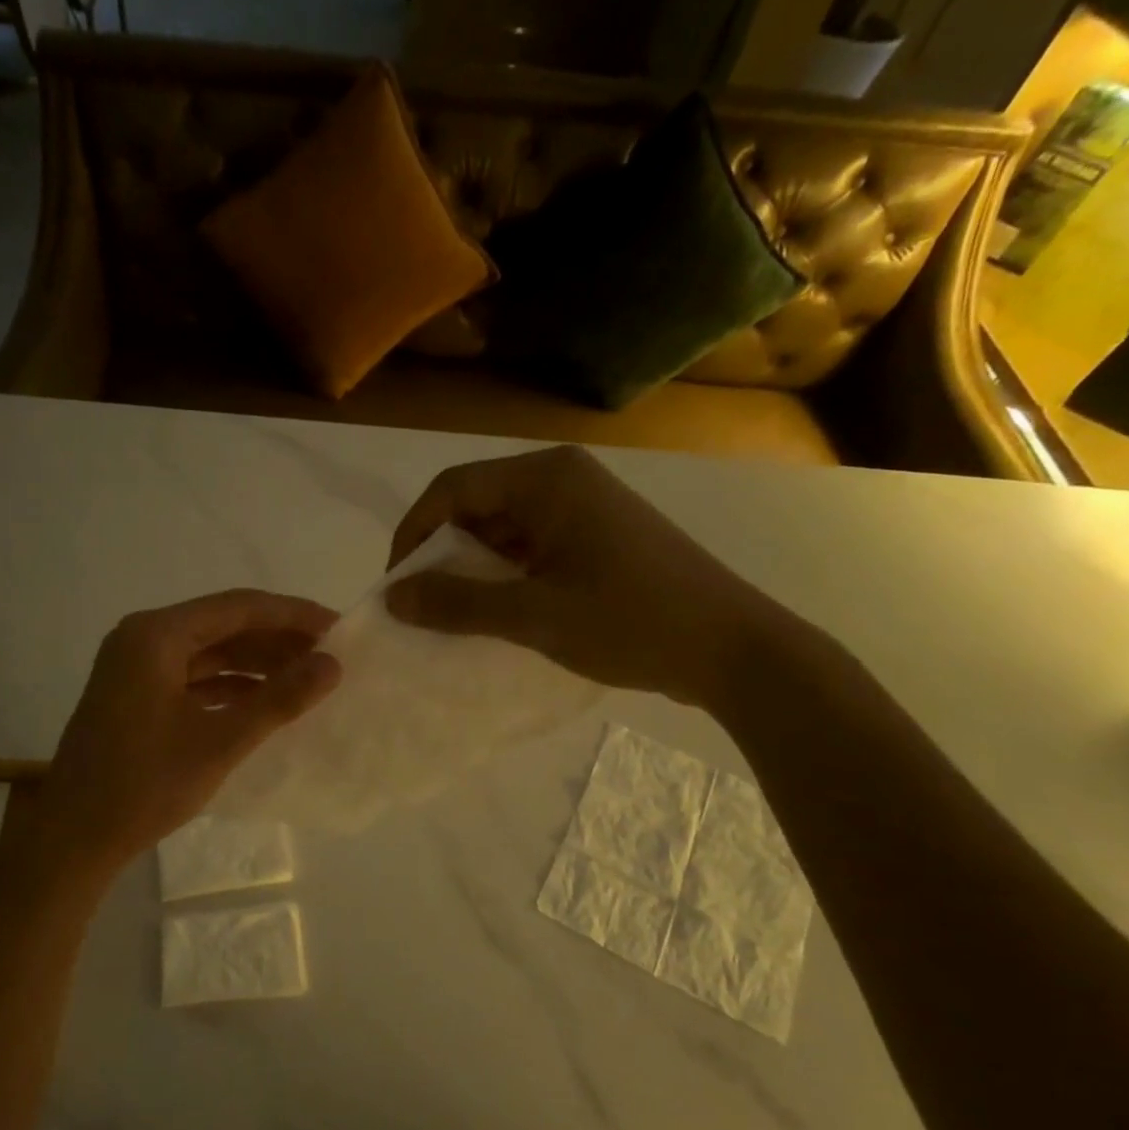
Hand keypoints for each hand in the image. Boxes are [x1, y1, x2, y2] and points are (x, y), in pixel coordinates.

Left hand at [33, 590, 341, 872]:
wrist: (74, 838)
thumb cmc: (145, 785)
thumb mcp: (220, 741)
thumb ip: (279, 699)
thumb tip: (333, 664)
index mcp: (156, 635)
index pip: (239, 607)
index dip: (293, 615)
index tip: (339, 628)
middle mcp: (144, 639)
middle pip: (224, 625)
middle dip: (277, 640)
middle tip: (329, 657)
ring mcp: (136, 667)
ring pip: (210, 652)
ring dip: (256, 663)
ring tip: (306, 678)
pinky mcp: (137, 695)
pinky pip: (194, 676)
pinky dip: (231, 686)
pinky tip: (264, 702)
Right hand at [384, 445, 785, 707]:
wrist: (734, 649)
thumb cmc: (632, 622)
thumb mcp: (534, 616)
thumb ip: (458, 604)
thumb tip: (394, 597)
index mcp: (546, 480)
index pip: (452, 489)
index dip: (413, 533)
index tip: (398, 584)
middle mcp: (563, 479)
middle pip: (476, 504)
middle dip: (442, 553)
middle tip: (424, 605)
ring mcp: (585, 507)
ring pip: (503, 528)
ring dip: (473, 568)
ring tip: (456, 615)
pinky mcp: (599, 536)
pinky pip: (532, 546)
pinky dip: (506, 576)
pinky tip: (499, 614)